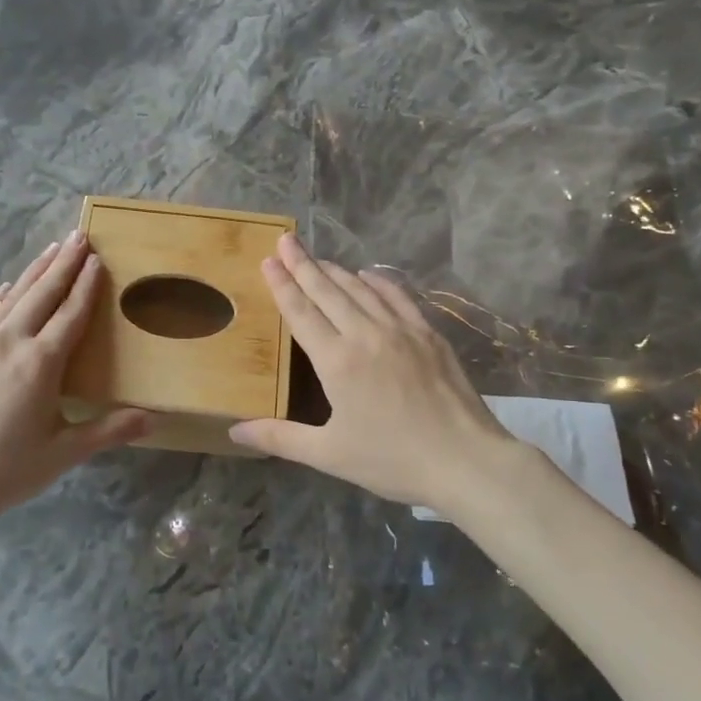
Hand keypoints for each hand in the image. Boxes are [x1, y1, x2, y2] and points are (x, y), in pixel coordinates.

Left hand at [0, 232, 151, 532]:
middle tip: (78, 235)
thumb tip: (154, 420)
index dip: (87, 285)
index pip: (71, 313)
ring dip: (33, 272)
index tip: (97, 259)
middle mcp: (10, 341)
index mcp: (41, 362)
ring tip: (50, 250)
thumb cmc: (5, 470)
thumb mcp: (64, 453)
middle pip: (42, 293)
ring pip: (11, 297)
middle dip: (63, 263)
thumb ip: (109, 430)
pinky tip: (5, 288)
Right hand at [229, 233, 534, 513]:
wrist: (465, 460)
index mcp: (336, 361)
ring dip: (335, 270)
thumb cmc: (392, 460)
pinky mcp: (428, 334)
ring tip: (316, 257)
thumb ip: (280, 438)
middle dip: (303, 264)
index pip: (301, 312)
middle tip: (285, 240)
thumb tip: (234, 431)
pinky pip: (397, 297)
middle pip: (327, 291)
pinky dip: (378, 281)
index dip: (282, 284)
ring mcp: (400, 330)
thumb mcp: (330, 454)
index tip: (268, 260)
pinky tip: (368, 274)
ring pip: (360, 289)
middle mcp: (365, 334)